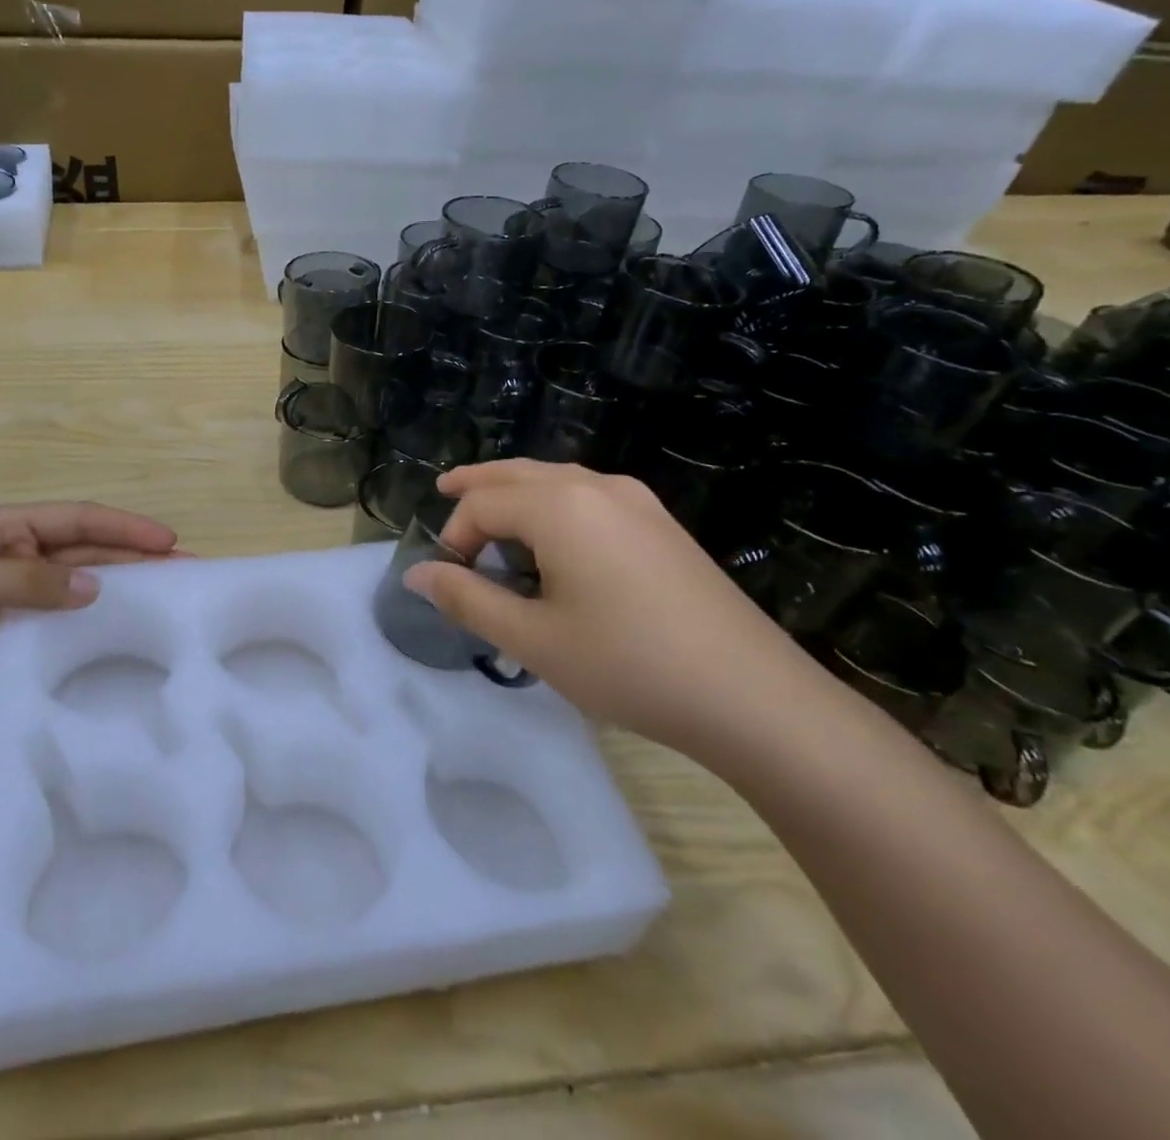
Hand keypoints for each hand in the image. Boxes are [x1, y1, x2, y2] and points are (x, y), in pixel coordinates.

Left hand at [0, 502, 182, 710]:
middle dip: (139, 556)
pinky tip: (131, 628)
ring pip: (89, 583)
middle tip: (186, 569)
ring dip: (129, 585)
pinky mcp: (26, 628)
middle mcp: (27, 554)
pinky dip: (103, 619)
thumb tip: (95, 589)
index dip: (125, 528)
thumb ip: (26, 583)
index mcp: (13, 528)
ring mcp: (28, 593)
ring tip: (173, 595)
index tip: (167, 541)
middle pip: (93, 550)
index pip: (80, 520)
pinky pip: (73, 618)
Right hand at [402, 460, 822, 760]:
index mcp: (559, 506)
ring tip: (492, 509)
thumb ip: (467, 599)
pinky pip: (589, 496)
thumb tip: (417, 573)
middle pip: (518, 473)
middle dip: (477, 483)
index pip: (482, 504)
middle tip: (443, 489)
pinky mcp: (661, 524)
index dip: (454, 536)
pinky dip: (553, 502)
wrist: (753, 696)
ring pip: (557, 479)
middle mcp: (595, 487)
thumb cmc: (628, 664)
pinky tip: (554, 536)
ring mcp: (636, 501)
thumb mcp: (533, 639)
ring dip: (516, 490)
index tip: (448, 579)